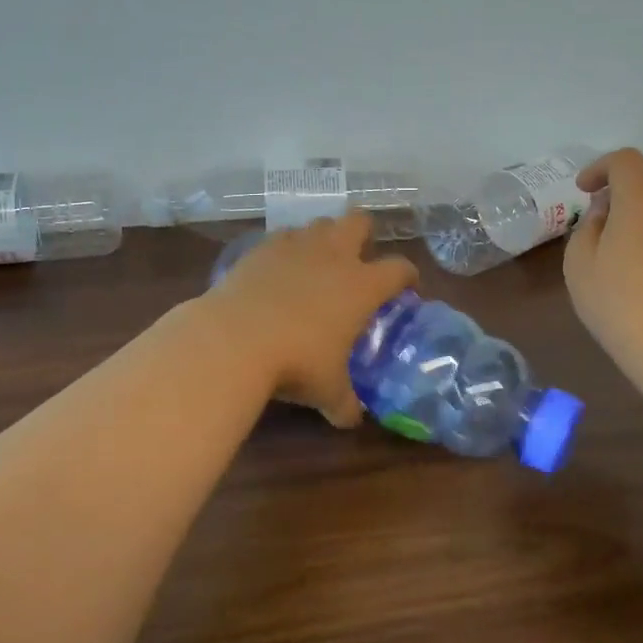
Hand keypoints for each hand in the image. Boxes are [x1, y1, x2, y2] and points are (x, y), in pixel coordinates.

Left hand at [209, 213, 418, 427]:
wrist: (235, 338)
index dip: (407, 275)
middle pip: (359, 222)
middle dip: (364, 233)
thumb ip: (344, 403)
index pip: (399, 269)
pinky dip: (287, 247)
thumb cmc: (296, 363)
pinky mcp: (262, 248)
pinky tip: (280, 268)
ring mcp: (296, 246)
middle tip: (359, 257)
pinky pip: (283, 236)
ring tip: (318, 261)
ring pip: (320, 223)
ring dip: (324, 237)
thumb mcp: (327, 390)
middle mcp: (334, 256)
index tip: (407, 286)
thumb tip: (351, 420)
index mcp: (362, 285)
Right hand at [563, 148, 642, 384]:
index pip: (625, 160)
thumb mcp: (579, 264)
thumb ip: (587, 227)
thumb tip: (605, 212)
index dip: (600, 167)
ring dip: (641, 225)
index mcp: (641, 201)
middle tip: (597, 232)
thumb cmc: (618, 303)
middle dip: (619, 200)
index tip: (583, 191)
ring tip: (621, 262)